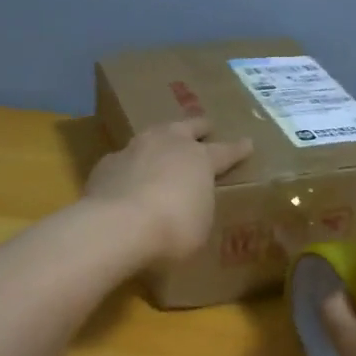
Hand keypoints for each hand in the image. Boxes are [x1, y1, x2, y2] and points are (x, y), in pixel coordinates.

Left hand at [84, 119, 252, 264]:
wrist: (117, 225)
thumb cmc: (173, 229)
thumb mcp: (200, 226)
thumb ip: (199, 208)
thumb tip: (192, 206)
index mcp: (200, 159)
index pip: (226, 151)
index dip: (238, 149)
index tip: (248, 142)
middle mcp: (169, 144)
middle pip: (188, 127)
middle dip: (200, 127)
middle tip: (206, 126)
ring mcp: (135, 149)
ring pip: (153, 135)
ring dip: (161, 139)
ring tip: (163, 144)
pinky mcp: (107, 163)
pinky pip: (125, 159)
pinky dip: (132, 166)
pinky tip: (129, 176)